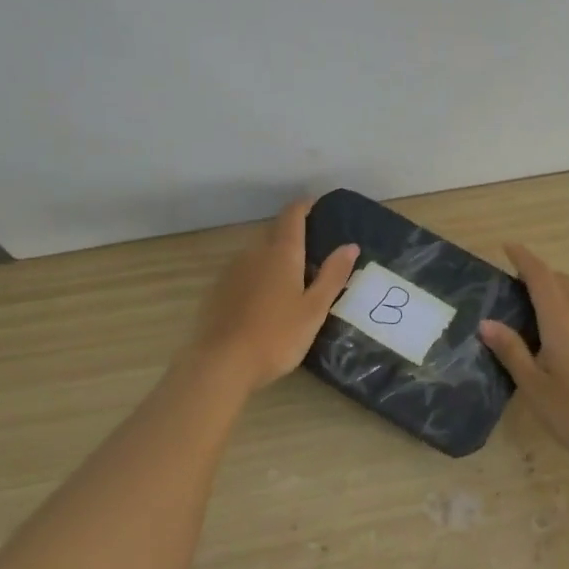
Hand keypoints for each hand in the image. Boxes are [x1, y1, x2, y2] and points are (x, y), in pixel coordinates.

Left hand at [188, 200, 358, 392]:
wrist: (222, 363)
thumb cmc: (277, 336)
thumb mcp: (314, 309)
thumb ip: (332, 276)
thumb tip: (350, 245)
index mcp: (281, 253)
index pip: (292, 216)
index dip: (305, 206)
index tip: (317, 205)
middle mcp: (253, 253)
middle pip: (275, 234)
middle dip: (294, 238)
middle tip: (314, 256)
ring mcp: (232, 271)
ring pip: (258, 255)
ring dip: (275, 260)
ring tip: (292, 284)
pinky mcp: (217, 291)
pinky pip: (244, 274)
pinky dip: (258, 278)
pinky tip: (266, 303)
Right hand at [479, 243, 568, 471]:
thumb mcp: (533, 385)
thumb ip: (511, 350)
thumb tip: (487, 322)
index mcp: (560, 322)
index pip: (541, 278)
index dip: (524, 259)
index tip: (509, 247)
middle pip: (563, 283)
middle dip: (541, 274)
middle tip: (519, 282)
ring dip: (564, 289)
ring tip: (547, 301)